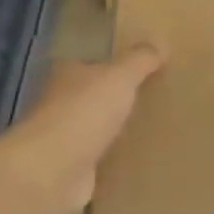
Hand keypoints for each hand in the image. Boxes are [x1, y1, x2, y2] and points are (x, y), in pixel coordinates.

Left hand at [7, 45, 165, 213]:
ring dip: (113, 130)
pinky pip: (97, 159)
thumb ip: (140, 61)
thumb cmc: (84, 113)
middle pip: (91, 97)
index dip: (111, 66)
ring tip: (147, 130)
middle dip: (114, 99)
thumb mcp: (120, 78)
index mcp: (67, 75)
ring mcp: (63, 138)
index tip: (139, 71)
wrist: (52, 171)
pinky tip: (134, 161)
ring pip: (93, 128)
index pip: (89, 64)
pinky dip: (111, 159)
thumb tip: (161, 42)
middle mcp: (59, 103)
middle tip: (150, 100)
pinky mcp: (70, 169)